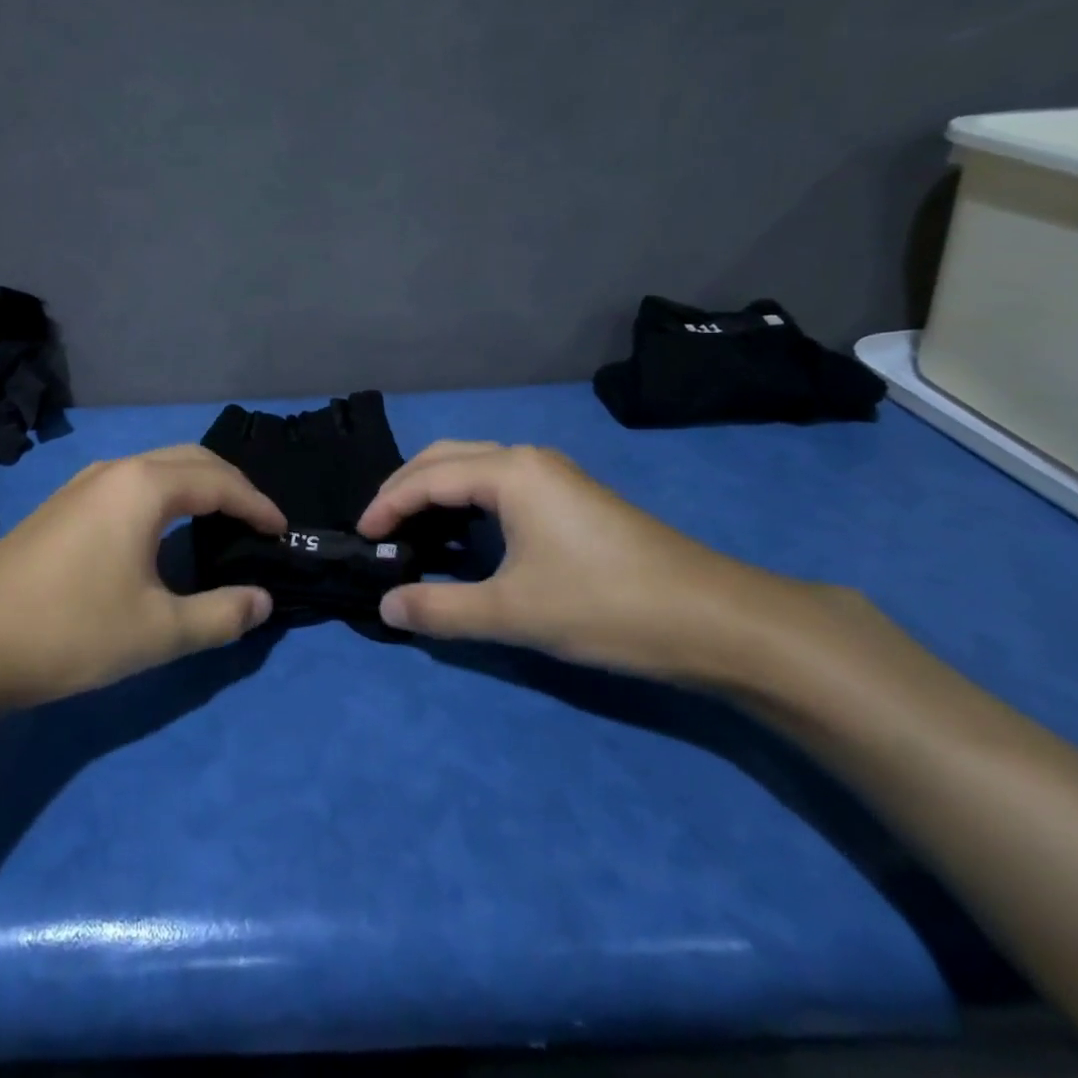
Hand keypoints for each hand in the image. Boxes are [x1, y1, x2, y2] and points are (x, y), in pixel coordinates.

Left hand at [0, 446, 286, 717]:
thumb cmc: (69, 631)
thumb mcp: (158, 632)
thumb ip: (220, 615)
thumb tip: (262, 600)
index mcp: (144, 486)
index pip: (220, 482)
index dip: (258, 505)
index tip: (282, 532)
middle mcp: (115, 470)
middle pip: (190, 460)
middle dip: (231, 484)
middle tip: (256, 521)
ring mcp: (81, 484)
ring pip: (157, 467)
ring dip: (196, 485)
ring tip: (218, 521)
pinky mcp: (61, 506)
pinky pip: (131, 483)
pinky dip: (165, 495)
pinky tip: (161, 531)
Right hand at [357, 441, 834, 686]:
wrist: (717, 619)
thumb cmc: (606, 605)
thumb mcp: (513, 612)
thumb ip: (441, 609)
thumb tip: (385, 607)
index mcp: (510, 472)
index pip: (427, 477)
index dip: (386, 504)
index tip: (360, 536)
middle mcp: (528, 460)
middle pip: (447, 457)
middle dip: (405, 487)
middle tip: (378, 525)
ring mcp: (555, 476)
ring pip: (476, 467)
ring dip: (436, 490)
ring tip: (410, 527)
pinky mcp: (573, 498)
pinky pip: (500, 483)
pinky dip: (466, 499)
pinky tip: (463, 533)